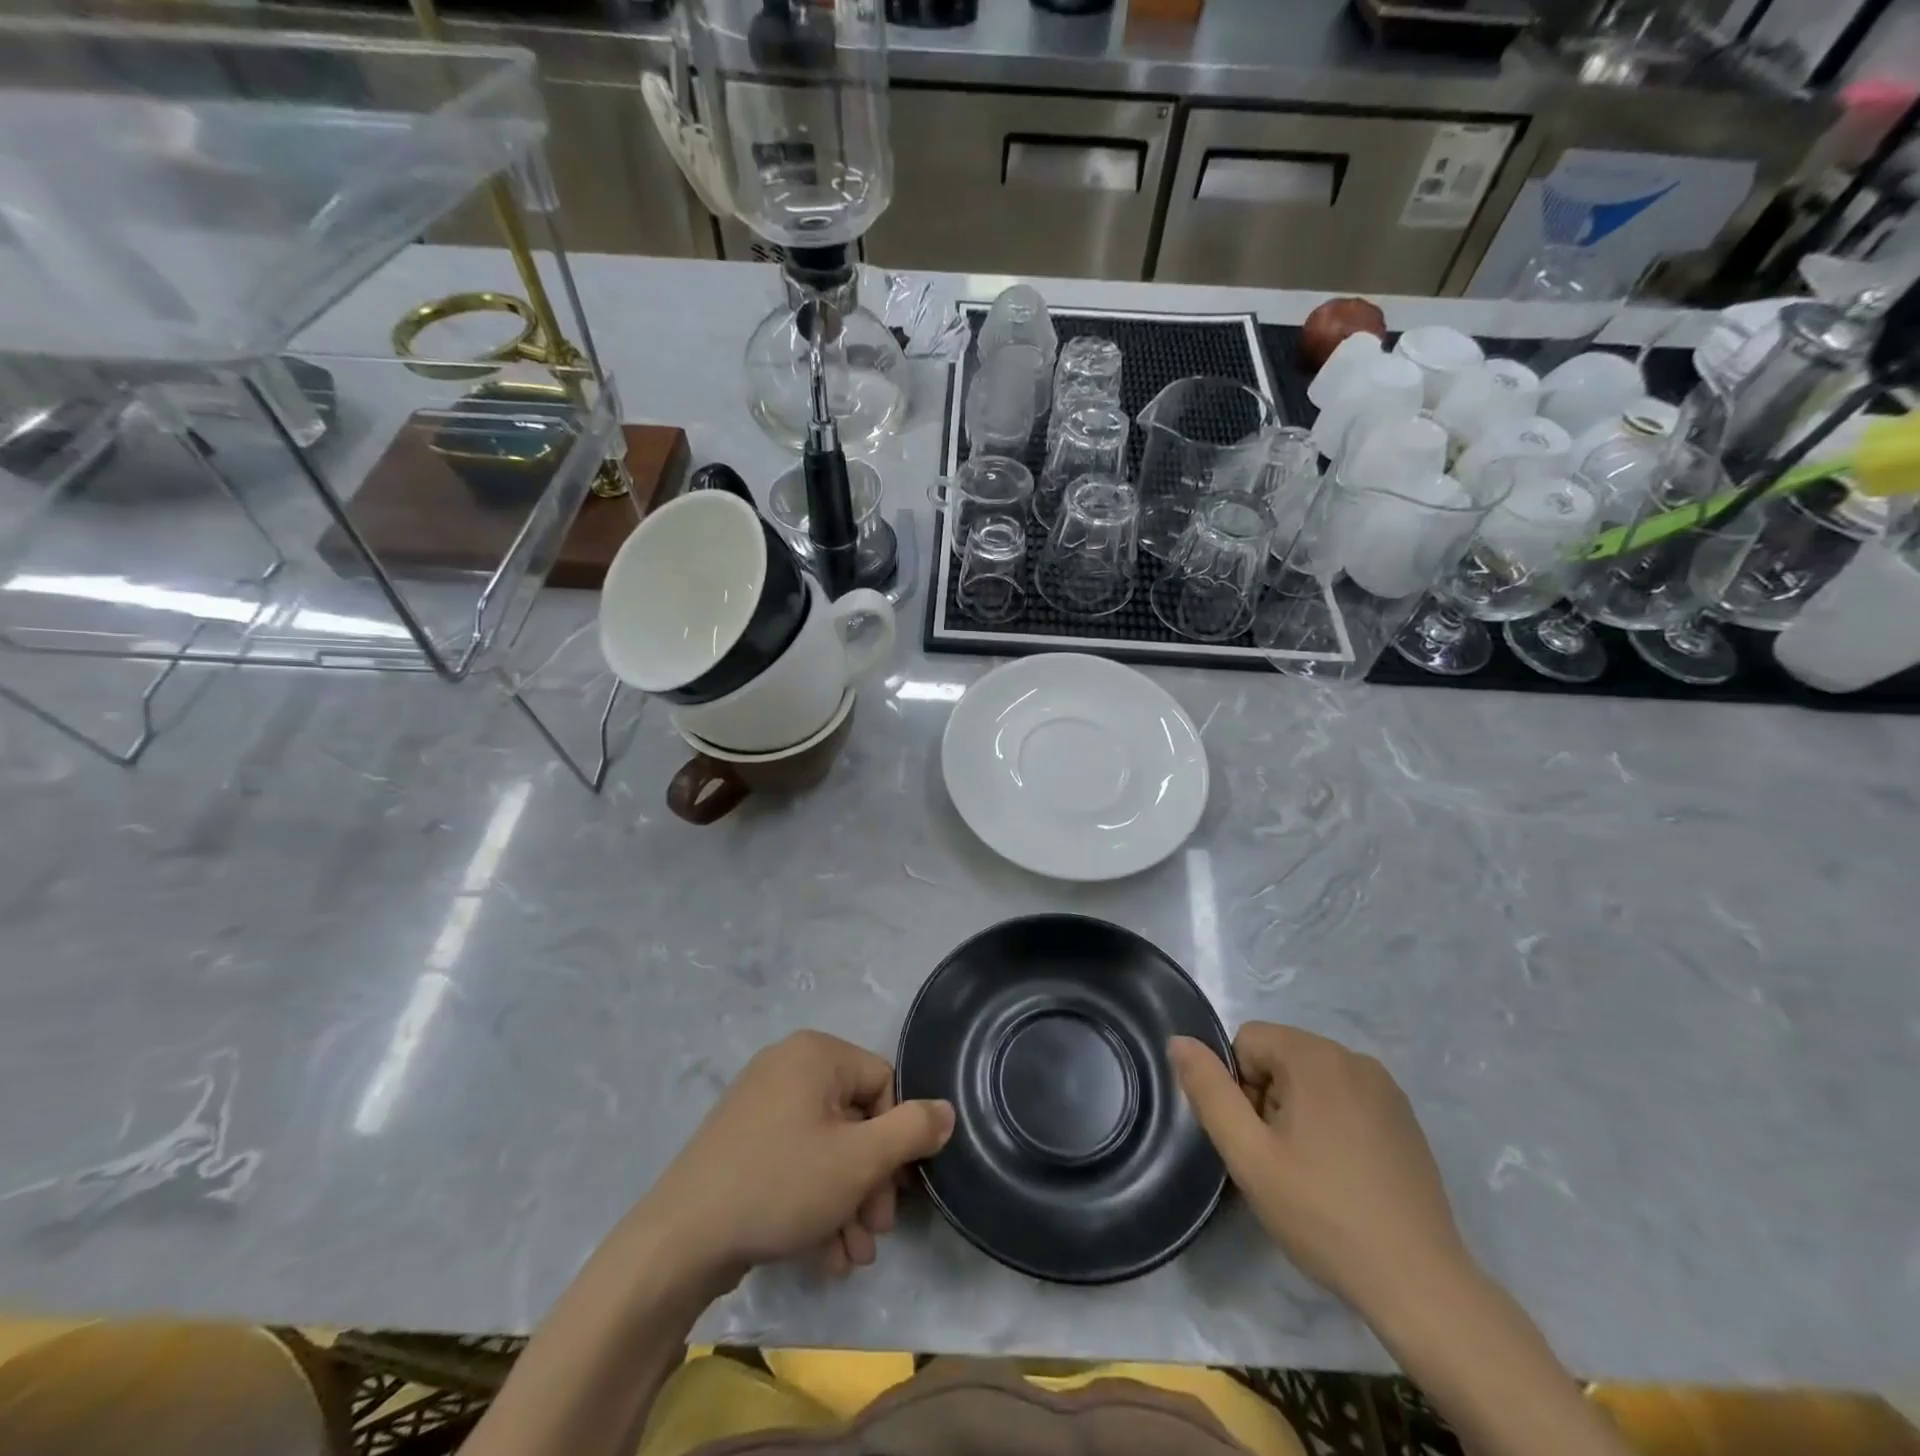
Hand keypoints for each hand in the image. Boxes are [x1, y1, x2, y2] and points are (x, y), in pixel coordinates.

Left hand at [638, 1031, 953, 1286]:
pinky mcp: (742, 1142)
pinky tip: (823, 1254)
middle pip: (854, 1119)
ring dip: (847, 1202)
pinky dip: (814, 1202)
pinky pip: (794, 1161)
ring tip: (851, 1256)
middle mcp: (788, 1067)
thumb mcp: (859, 1160)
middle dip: (871, 1182)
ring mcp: (760, 1105)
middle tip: (875, 1233)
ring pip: (826, 1148)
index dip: (896, 1140)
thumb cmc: (780, 1184)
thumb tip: (947, 1110)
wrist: (679, 1240)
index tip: (895, 1195)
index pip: (882, 1083)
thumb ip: (912, 1130)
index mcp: (816, 1054)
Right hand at [1170, 1023, 1468, 1312]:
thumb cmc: (1323, 1214)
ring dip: (1297, 1111)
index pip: (1247, 1041)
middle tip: (1279, 1161)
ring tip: (1310, 1172)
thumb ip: (1209, 1091)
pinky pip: (1346, 1097)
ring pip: (1312, 1077)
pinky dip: (1331, 1122)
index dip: (1238, 1087)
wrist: (1420, 1284)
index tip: (1257, 1140)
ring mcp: (1385, 1088)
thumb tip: (1179, 1041)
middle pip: (1280, 1056)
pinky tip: (1342, 1175)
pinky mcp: (1405, 1118)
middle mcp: (1353, 1057)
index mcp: (1314, 1056)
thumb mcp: (1248, 1155)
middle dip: (1267, 1098)